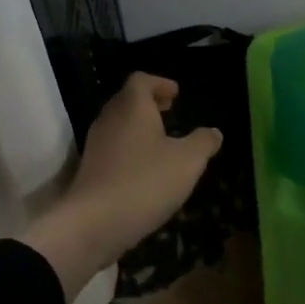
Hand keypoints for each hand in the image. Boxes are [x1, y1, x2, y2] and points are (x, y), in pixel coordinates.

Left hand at [22, 73, 222, 301]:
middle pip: (126, 100)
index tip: (176, 94)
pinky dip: (129, 150)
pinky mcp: (90, 171)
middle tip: (169, 111)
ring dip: (138, 128)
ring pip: (118, 126)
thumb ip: (203, 142)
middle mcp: (109, 120)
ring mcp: (95, 146)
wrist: (94, 223)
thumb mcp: (188, 161)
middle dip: (148, 103)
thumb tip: (213, 132)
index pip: (141, 80)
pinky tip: (145, 171)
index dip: (160, 83)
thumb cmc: (145, 181)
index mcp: (132, 107)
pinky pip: (112, 150)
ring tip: (161, 142)